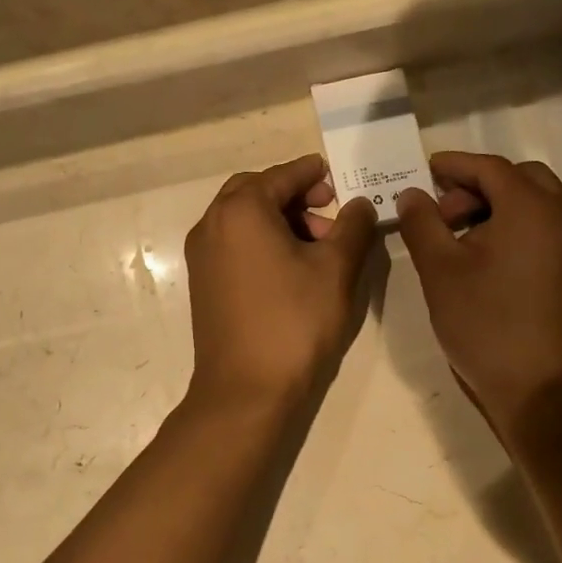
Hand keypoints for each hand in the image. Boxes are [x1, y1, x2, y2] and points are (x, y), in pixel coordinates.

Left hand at [184, 154, 378, 408]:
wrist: (245, 389)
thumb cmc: (294, 322)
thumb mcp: (335, 270)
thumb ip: (352, 227)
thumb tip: (359, 204)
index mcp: (241, 211)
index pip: (281, 175)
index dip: (312, 173)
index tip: (336, 174)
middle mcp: (212, 224)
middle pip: (255, 191)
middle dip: (293, 194)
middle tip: (328, 209)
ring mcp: (202, 255)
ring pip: (242, 218)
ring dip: (278, 218)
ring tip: (318, 244)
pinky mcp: (203, 281)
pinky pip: (233, 242)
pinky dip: (261, 239)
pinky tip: (291, 266)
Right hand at [395, 151, 561, 439]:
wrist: (542, 391)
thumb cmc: (486, 325)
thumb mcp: (440, 271)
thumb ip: (422, 223)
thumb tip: (412, 194)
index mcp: (532, 208)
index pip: (490, 167)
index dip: (454, 165)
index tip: (425, 171)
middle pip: (519, 178)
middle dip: (478, 185)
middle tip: (443, 212)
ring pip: (537, 202)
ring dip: (498, 205)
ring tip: (461, 238)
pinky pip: (548, 227)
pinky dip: (518, 226)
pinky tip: (489, 257)